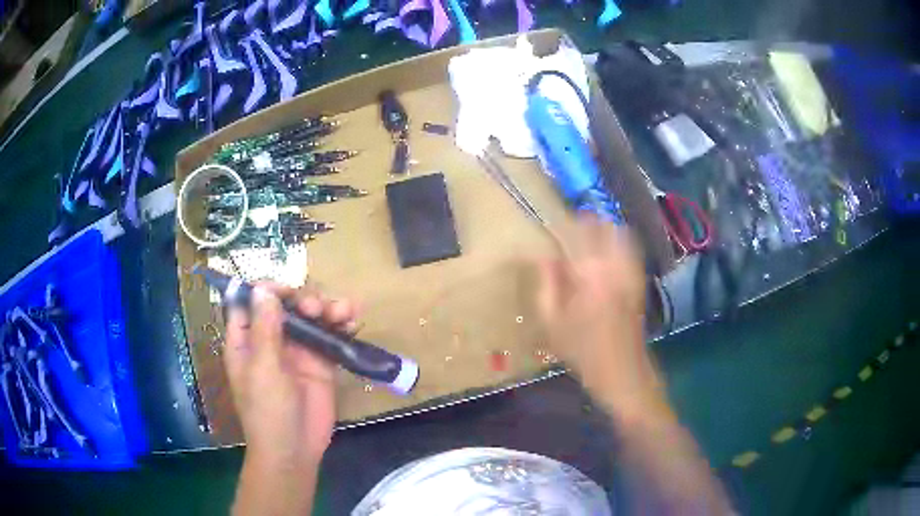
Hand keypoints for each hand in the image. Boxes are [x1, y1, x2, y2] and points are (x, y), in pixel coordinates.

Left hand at [225, 283, 357, 467]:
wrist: (295, 450)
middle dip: (303, 299)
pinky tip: (353, 321)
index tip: (287, 290)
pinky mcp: (321, 363)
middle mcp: (271, 341)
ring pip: (311, 318)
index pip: (250, 302)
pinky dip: (342, 326)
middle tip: (317, 308)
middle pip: (285, 305)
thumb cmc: (268, 411)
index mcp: (247, 340)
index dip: (266, 290)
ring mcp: (297, 351)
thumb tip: (263, 289)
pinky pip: (330, 337)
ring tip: (343, 312)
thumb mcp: (263, 369)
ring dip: (327, 308)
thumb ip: (265, 329)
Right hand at [535, 215, 665, 420]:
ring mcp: (630, 271)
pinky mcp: (639, 279)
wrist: (624, 372)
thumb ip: (547, 285)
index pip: (576, 233)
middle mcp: (613, 265)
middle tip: (569, 228)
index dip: (563, 224)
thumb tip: (544, 256)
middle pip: (601, 226)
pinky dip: (619, 240)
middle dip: (584, 221)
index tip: (551, 225)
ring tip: (588, 234)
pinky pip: (631, 249)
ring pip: (619, 232)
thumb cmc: (584, 352)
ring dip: (603, 227)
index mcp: (589, 274)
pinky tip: (607, 250)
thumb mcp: (553, 324)